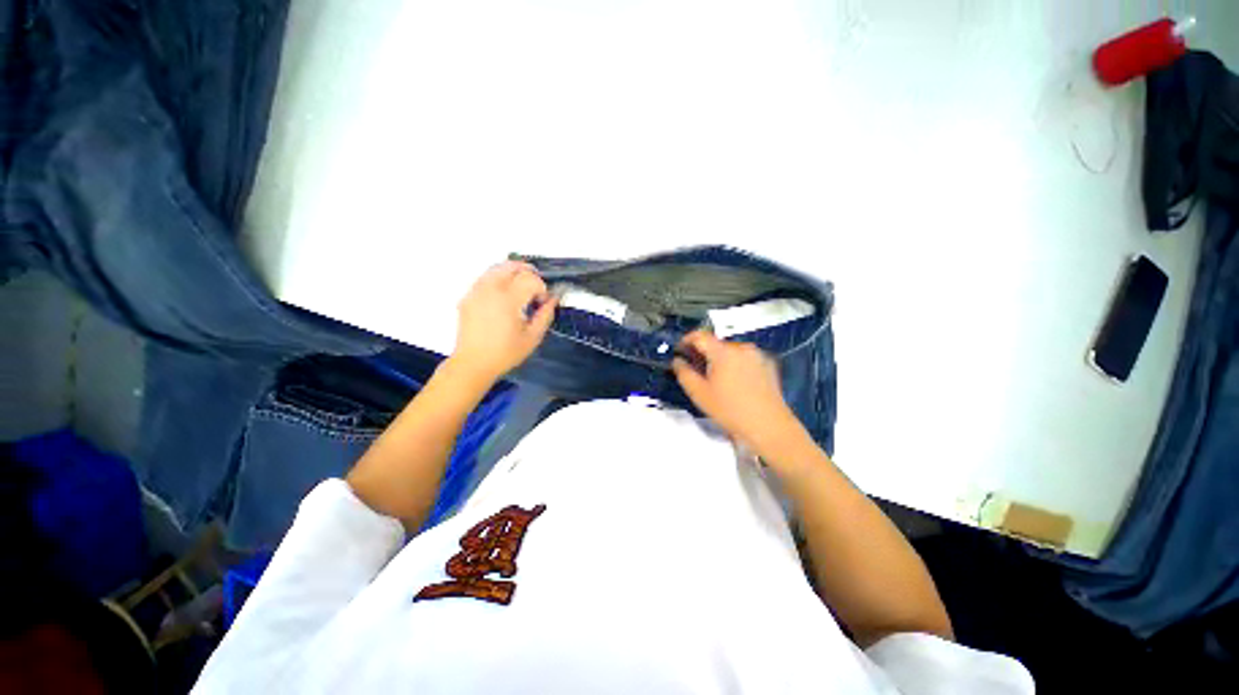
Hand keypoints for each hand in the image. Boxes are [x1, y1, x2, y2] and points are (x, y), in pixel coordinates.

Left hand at [451, 261, 556, 383]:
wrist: (473, 363)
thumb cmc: (504, 353)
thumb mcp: (533, 337)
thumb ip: (546, 314)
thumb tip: (553, 299)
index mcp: (508, 300)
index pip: (531, 279)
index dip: (542, 288)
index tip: (543, 302)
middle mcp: (491, 290)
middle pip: (512, 265)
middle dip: (529, 272)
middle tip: (536, 288)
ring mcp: (477, 291)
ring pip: (497, 267)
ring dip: (513, 273)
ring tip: (522, 288)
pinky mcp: (469, 296)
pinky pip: (486, 277)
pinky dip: (499, 278)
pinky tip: (505, 294)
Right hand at [672, 331, 800, 453]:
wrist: (769, 426)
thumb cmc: (730, 410)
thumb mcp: (699, 394)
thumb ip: (684, 373)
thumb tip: (677, 360)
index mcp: (723, 351)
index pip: (700, 335)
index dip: (686, 340)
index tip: (680, 350)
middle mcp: (742, 347)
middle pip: (716, 344)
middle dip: (704, 353)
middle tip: (697, 370)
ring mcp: (758, 355)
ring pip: (731, 351)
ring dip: (720, 359)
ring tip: (717, 379)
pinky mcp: (769, 364)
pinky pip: (745, 358)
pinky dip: (736, 364)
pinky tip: (736, 383)